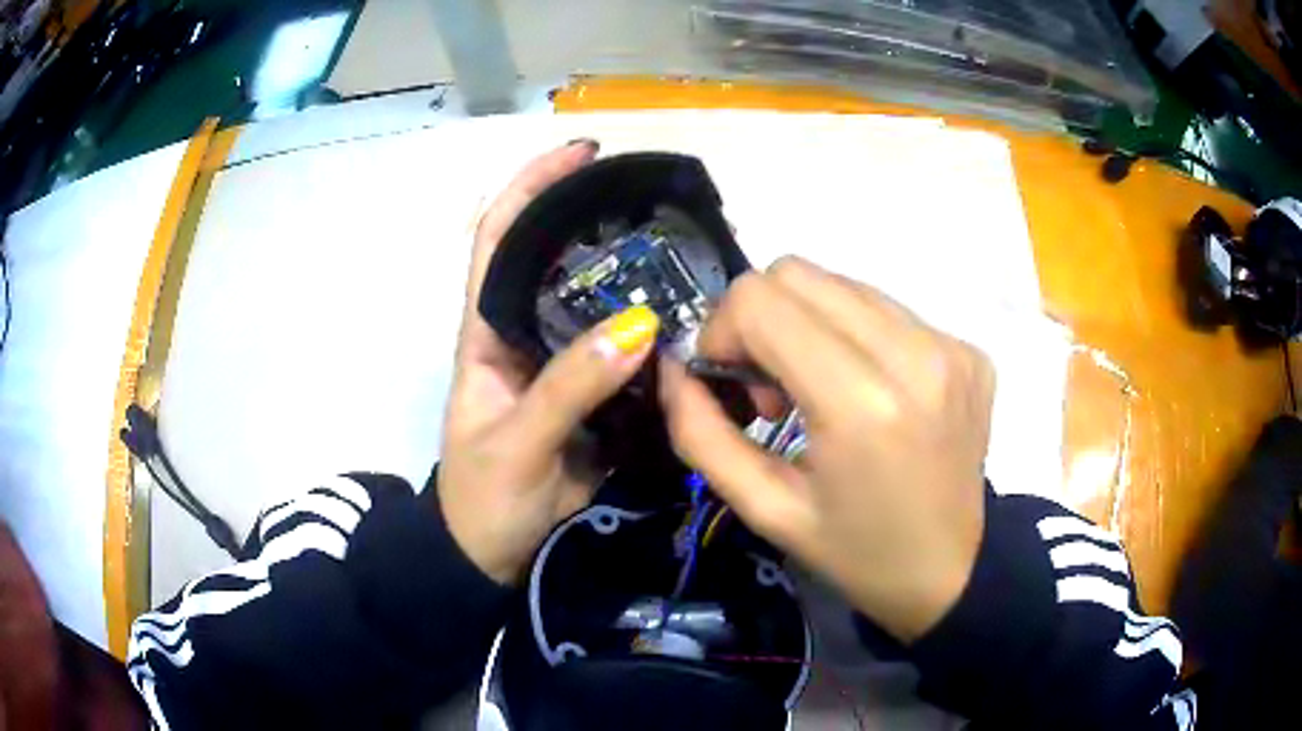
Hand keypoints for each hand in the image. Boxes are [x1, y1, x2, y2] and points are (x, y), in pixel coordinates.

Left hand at [439, 142, 660, 583]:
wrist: (492, 556)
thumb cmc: (483, 500)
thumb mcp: (516, 445)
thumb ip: (569, 389)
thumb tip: (637, 327)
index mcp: (484, 331)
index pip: (497, 237)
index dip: (531, 187)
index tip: (581, 155)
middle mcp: (522, 332)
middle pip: (554, 256)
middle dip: (595, 219)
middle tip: (657, 202)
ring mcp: (560, 363)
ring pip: (594, 301)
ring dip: (632, 273)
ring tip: (686, 250)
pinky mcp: (591, 394)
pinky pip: (623, 350)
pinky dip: (653, 330)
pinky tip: (689, 319)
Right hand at [660, 256, 994, 641]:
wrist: (950, 571)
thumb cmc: (855, 553)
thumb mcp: (765, 509)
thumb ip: (701, 434)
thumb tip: (674, 368)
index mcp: (861, 403)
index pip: (760, 299)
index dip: (722, 329)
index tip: (730, 381)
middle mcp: (914, 353)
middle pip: (798, 272)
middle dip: (761, 319)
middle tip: (772, 387)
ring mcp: (949, 345)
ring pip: (841, 284)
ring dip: (809, 324)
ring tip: (820, 391)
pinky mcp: (968, 348)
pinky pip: (885, 309)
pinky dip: (855, 336)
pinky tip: (867, 393)